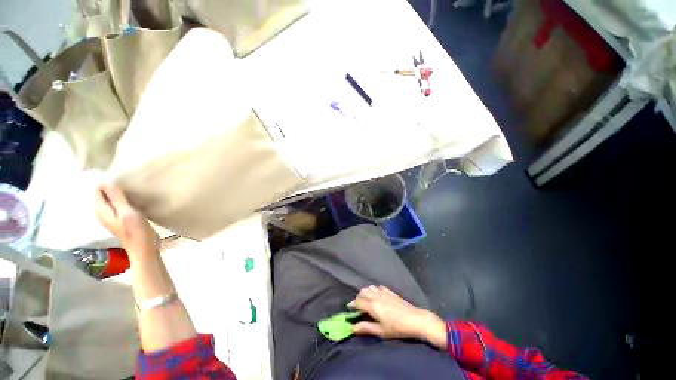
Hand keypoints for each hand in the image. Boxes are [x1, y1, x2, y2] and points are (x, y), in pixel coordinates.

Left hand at [95, 183, 157, 261]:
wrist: (144, 248)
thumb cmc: (136, 231)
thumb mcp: (127, 213)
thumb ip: (116, 198)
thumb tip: (106, 180)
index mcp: (101, 209)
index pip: (98, 189)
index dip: (107, 181)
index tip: (120, 175)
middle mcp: (103, 211)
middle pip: (104, 193)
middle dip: (113, 185)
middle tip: (128, 179)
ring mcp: (112, 215)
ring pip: (112, 197)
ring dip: (120, 191)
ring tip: (133, 185)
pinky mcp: (121, 217)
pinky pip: (119, 202)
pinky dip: (125, 198)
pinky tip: (135, 196)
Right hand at [349, 285, 446, 348]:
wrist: (414, 319)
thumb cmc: (397, 328)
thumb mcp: (380, 331)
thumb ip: (366, 328)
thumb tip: (352, 327)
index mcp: (372, 305)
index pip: (358, 301)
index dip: (352, 304)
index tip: (349, 308)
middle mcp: (376, 296)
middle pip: (363, 292)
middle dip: (358, 297)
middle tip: (357, 305)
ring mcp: (383, 292)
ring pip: (370, 288)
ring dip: (365, 292)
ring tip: (366, 299)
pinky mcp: (390, 291)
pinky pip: (378, 287)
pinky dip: (374, 289)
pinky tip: (377, 294)